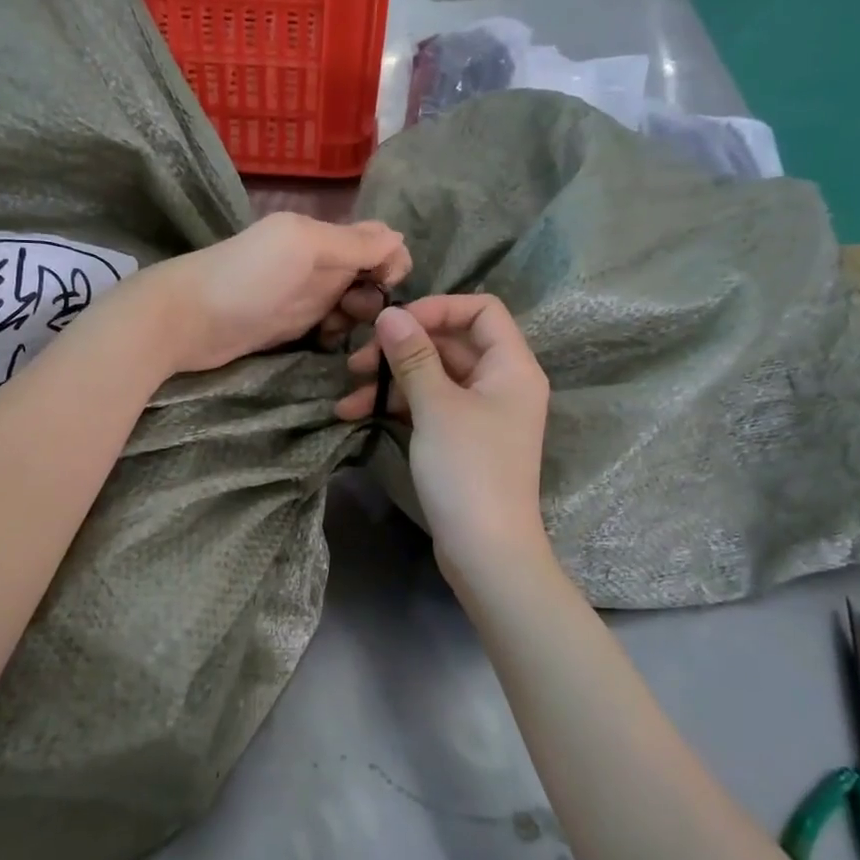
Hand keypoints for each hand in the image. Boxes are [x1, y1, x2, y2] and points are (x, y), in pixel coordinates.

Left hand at [143, 213, 410, 374]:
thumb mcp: (302, 246)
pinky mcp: (289, 328)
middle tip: (356, 315)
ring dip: (356, 319)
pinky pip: (328, 329)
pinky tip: (326, 344)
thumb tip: (400, 239)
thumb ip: (352, 243)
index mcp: (321, 236)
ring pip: (350, 306)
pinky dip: (335, 336)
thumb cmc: (246, 278)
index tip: (387, 287)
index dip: (391, 262)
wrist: (185, 320)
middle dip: (374, 297)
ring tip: (338, 332)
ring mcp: (302, 297)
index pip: (376, 242)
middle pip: (367, 277)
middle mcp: (316, 264)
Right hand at [335, 294, 551, 585]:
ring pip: (433, 377)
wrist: (486, 551)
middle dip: (401, 348)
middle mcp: (501, 383)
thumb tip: (390, 313)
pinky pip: (429, 406)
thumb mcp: (436, 407)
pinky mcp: (462, 440)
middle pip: (450, 343)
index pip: (481, 310)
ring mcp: (481, 414)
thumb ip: (413, 355)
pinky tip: (357, 415)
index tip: (394, 323)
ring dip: (391, 380)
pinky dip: (398, 406)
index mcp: (512, 366)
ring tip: (348, 395)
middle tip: (357, 361)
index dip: (438, 307)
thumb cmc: (468, 470)